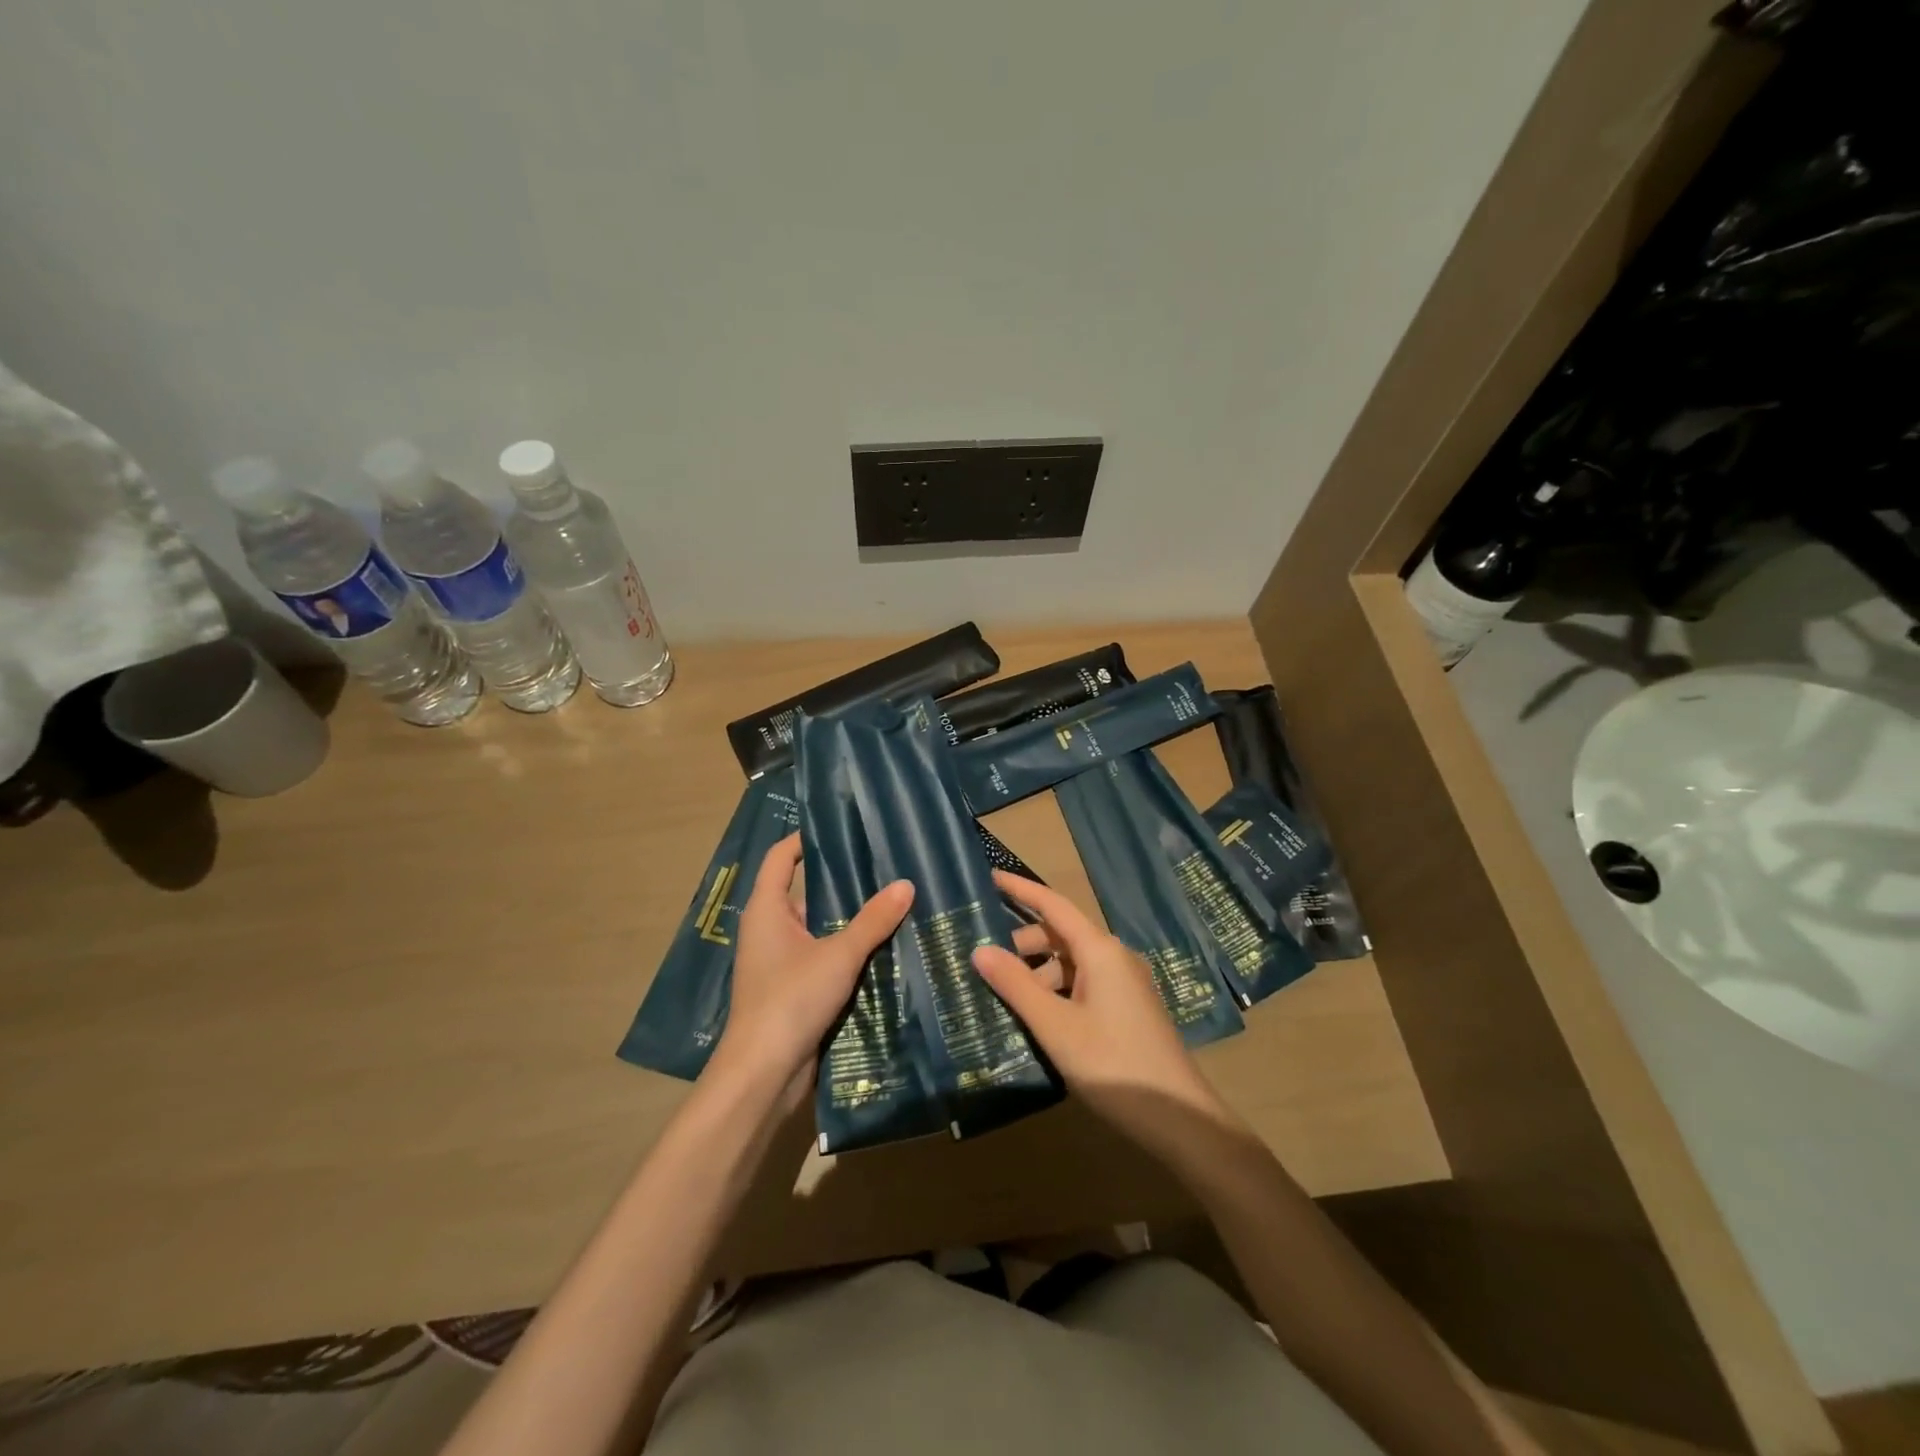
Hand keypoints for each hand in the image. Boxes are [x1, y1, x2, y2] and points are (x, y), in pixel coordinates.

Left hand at [709, 833, 912, 1091]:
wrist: (764, 1073)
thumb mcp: (838, 954)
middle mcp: (769, 929)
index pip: (780, 857)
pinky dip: (847, 948)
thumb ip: (873, 920)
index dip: (805, 839)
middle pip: (804, 891)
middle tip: (883, 865)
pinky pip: (823, 955)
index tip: (842, 828)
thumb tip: (906, 884)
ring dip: (848, 917)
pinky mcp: (794, 988)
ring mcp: (780, 961)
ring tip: (892, 900)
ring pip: (818, 926)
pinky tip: (882, 946)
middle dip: (841, 880)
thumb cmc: (791, 999)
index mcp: (767, 909)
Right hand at [973, 871, 1232, 1159]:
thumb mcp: (1056, 1026)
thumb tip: (980, 950)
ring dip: (1038, 976)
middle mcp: (1114, 958)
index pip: (1054, 905)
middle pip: (1060, 937)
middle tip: (986, 968)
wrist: (1179, 1119)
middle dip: (1023, 946)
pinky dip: (1056, 994)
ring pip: (1071, 965)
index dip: (1021, 890)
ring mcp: (1124, 985)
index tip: (989, 877)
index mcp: (1100, 951)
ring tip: (1006, 1003)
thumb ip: (1016, 986)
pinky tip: (1037, 1021)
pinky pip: (1083, 986)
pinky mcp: (1128, 1010)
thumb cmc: (1114, 1064)